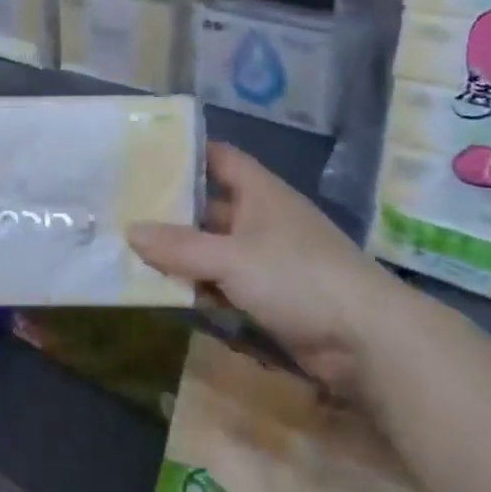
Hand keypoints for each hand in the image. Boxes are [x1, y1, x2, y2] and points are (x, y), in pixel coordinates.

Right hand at [128, 142, 389, 396]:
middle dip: (173, 209)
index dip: (187, 152)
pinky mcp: (271, 296)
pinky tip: (169, 292)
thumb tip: (130, 231)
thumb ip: (179, 247)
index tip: (146, 155)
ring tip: (133, 251)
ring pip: (215, 248)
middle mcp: (263, 219)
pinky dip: (201, 286)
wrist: (366, 339)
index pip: (220, 158)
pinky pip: (226, 283)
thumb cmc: (297, 276)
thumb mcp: (232, 257)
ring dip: (183, 253)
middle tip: (124, 208)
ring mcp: (268, 259)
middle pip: (211, 206)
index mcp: (260, 193)